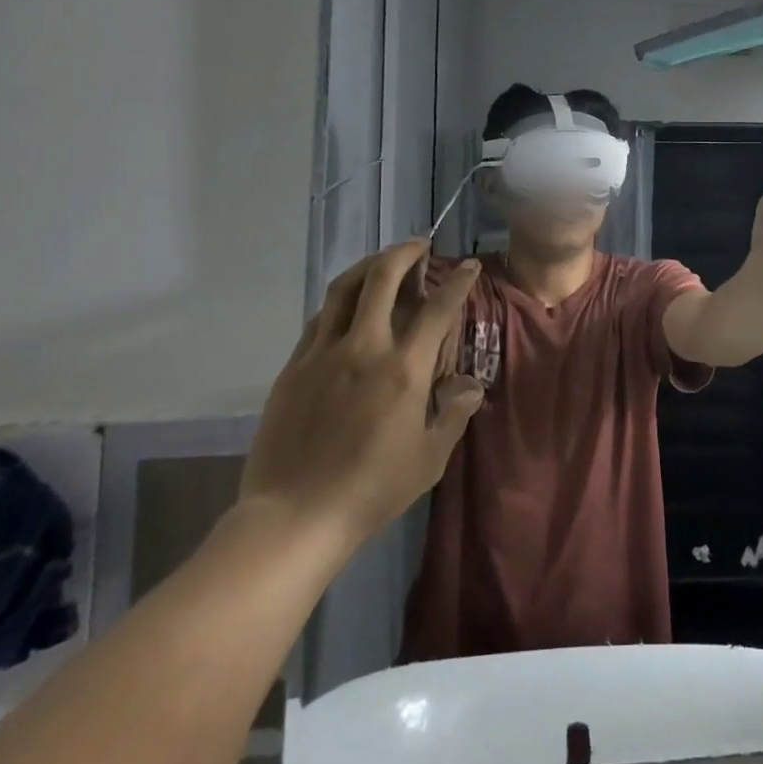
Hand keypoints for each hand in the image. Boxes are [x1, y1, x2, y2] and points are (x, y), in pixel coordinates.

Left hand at [240, 241, 483, 559]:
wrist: (292, 517)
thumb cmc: (370, 491)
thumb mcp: (429, 459)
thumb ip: (453, 414)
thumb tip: (469, 385)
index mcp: (404, 368)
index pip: (438, 308)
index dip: (458, 281)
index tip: (467, 267)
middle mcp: (364, 348)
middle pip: (382, 277)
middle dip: (405, 252)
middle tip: (419, 246)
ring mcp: (322, 354)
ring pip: (344, 288)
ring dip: (368, 267)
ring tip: (383, 264)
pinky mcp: (293, 368)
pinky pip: (319, 319)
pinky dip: (340, 302)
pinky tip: (347, 310)